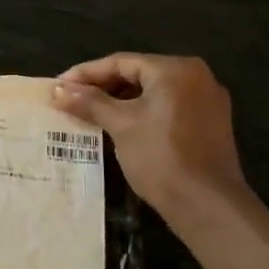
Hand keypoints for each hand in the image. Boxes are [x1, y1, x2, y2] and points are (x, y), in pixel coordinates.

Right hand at [52, 54, 253, 220]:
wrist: (208, 206)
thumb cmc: (161, 157)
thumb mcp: (121, 125)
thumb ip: (89, 102)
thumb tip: (57, 90)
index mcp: (175, 69)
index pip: (121, 62)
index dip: (86, 73)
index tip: (59, 86)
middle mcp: (196, 76)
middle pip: (138, 74)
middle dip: (103, 87)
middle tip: (72, 100)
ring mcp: (207, 101)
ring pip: (153, 92)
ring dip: (121, 101)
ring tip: (90, 114)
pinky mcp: (210, 124)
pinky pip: (168, 108)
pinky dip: (143, 113)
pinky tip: (120, 127)